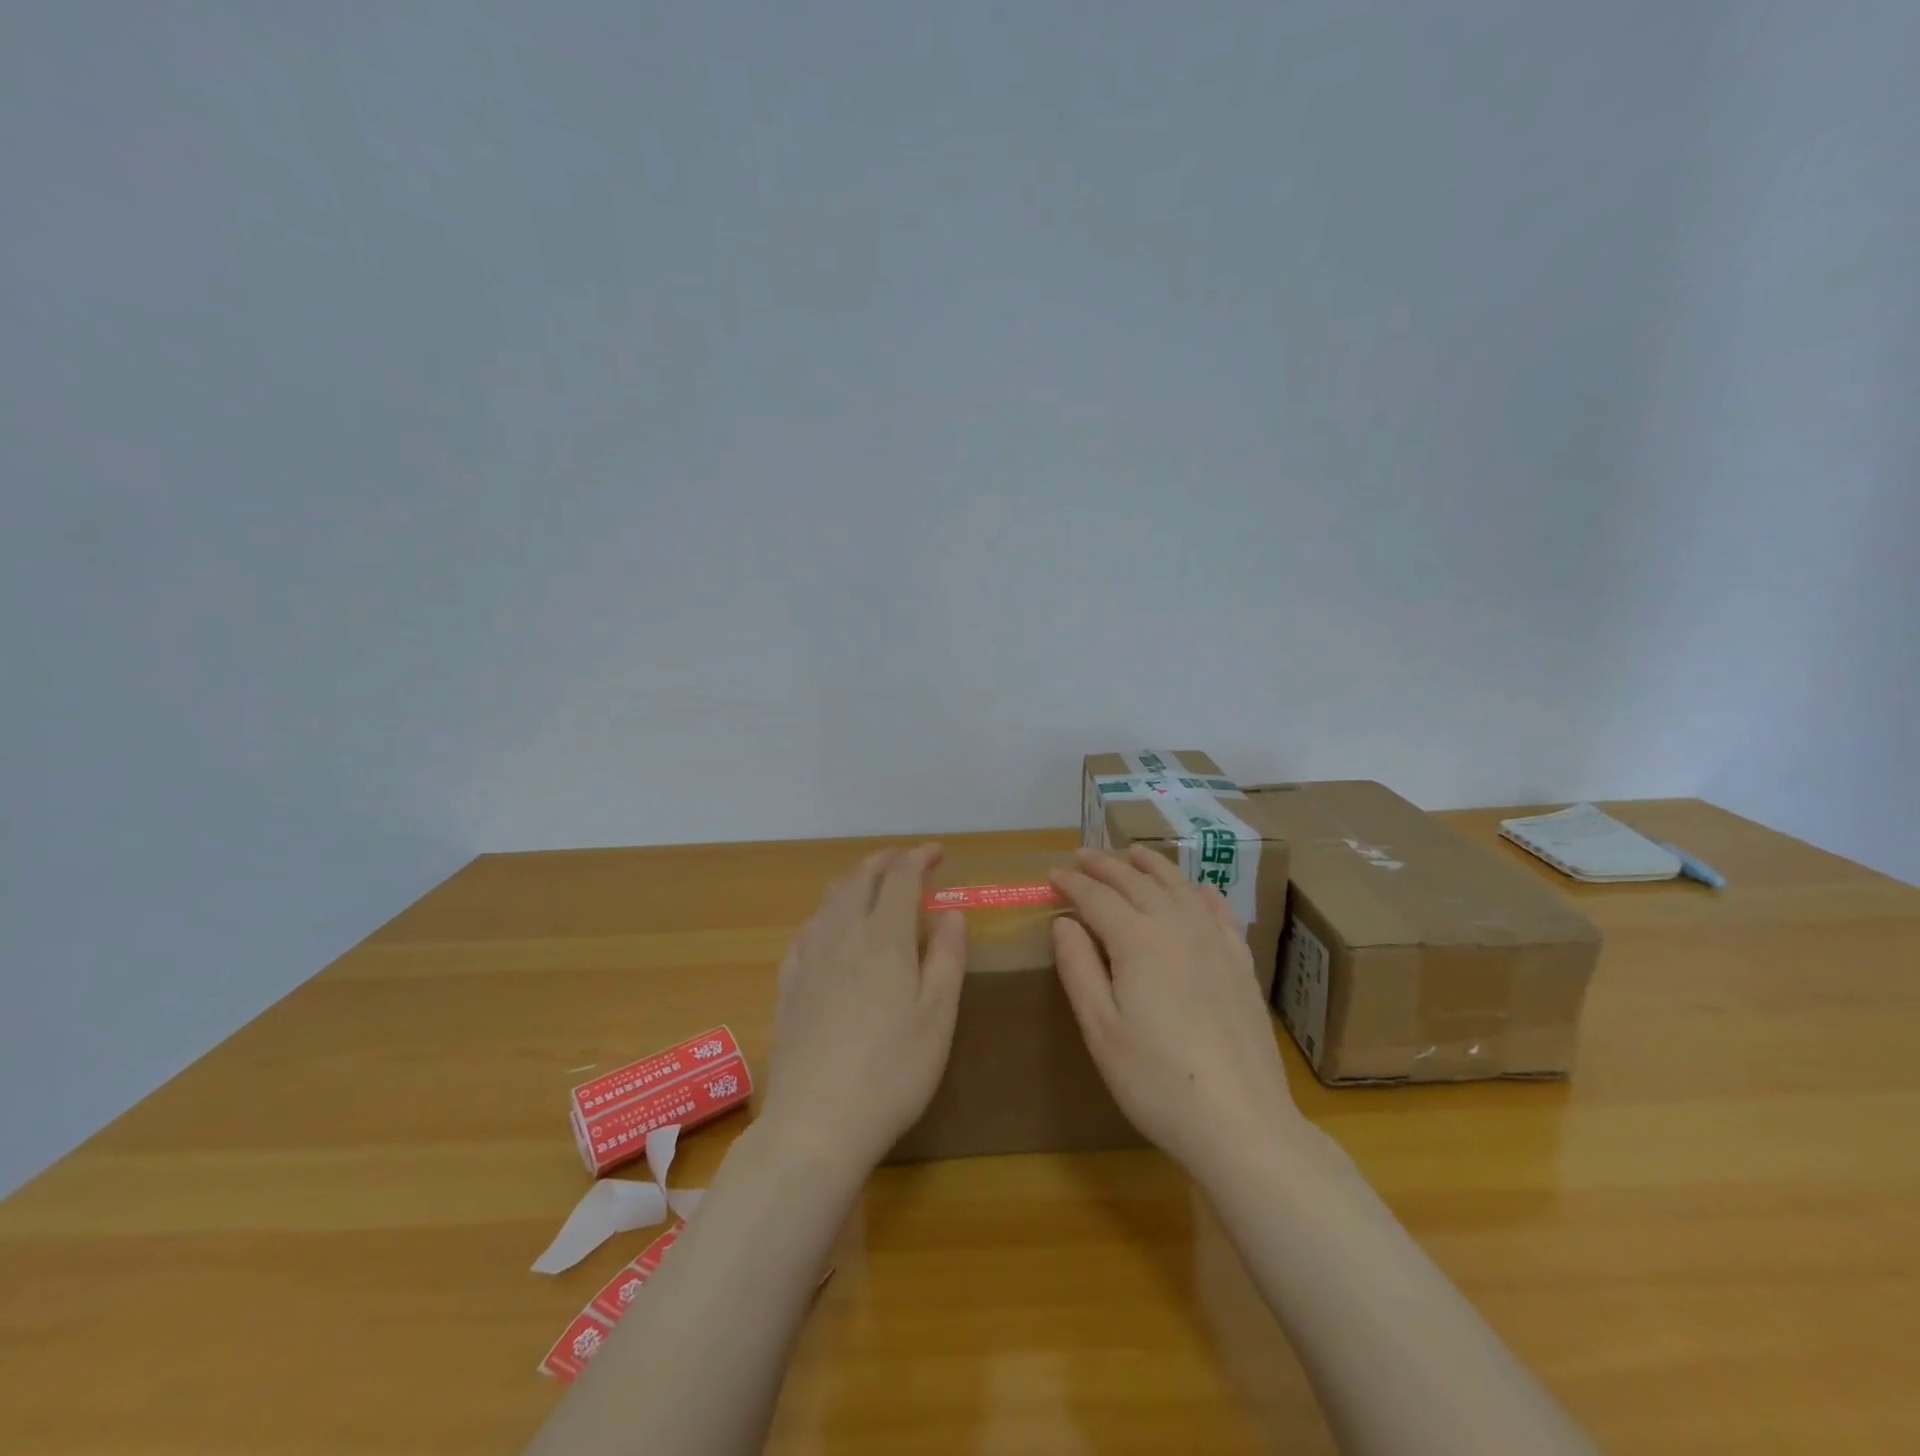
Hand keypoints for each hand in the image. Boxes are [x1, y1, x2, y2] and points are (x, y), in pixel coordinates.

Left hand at [760, 844, 968, 1174]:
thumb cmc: (892, 1070)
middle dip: (886, 860)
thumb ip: (946, 957)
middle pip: (861, 878)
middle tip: (907, 860)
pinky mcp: (789, 982)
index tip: (938, 852)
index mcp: (884, 937)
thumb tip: (950, 912)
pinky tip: (830, 927)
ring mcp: (809, 957)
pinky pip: (809, 927)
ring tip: (872, 883)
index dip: (920, 857)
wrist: (816, 1122)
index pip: (901, 877)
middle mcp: (842, 933)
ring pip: (831, 898)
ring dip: (856, 879)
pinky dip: (828, 911)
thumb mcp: (938, 1015)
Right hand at [1050, 846, 1301, 1176]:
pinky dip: (1200, 891)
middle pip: (1136, 883)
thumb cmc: (1156, 1081)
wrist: (1241, 1122)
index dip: (1072, 883)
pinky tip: (1195, 889)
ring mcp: (1215, 942)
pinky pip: (1218, 911)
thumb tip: (1064, 921)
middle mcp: (1177, 927)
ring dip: (1152, 866)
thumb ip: (1078, 968)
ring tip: (1134, 853)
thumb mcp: (1101, 1029)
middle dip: (1106, 866)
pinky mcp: (1241, 963)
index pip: (1097, 898)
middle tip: (1083, 854)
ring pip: (1179, 887)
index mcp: (1137, 941)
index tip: (1052, 874)